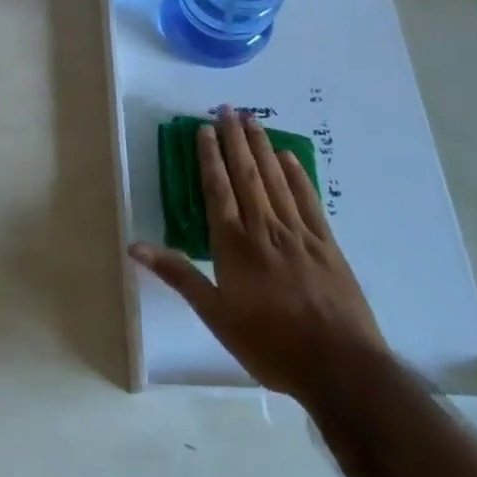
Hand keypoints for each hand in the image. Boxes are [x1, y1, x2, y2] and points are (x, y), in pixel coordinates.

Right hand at [131, 107, 387, 402]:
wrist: (341, 368)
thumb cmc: (270, 345)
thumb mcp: (216, 316)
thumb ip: (179, 275)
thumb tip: (135, 246)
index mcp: (235, 244)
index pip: (218, 189)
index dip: (209, 157)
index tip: (204, 129)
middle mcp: (265, 229)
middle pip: (247, 175)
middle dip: (235, 140)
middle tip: (227, 108)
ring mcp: (300, 234)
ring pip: (276, 180)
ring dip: (262, 147)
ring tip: (252, 119)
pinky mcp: (327, 244)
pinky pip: (308, 200)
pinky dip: (297, 175)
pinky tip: (289, 156)